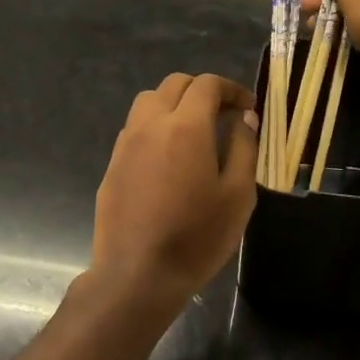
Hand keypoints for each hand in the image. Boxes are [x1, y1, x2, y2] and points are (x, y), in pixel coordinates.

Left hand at [91, 73, 258, 308]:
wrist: (138, 275)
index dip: (231, 89)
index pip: (207, 85)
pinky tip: (169, 158)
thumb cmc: (197, 237)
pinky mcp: (112, 165)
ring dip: (174, 104)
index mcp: (185, 127)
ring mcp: (125, 144)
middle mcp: (150, 125)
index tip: (248, 108)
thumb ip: (244, 147)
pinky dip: (155, 126)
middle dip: (203, 91)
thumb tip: (244, 118)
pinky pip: (135, 129)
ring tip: (195, 132)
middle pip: (174, 84)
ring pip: (148, 101)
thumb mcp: (237, 195)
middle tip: (225, 115)